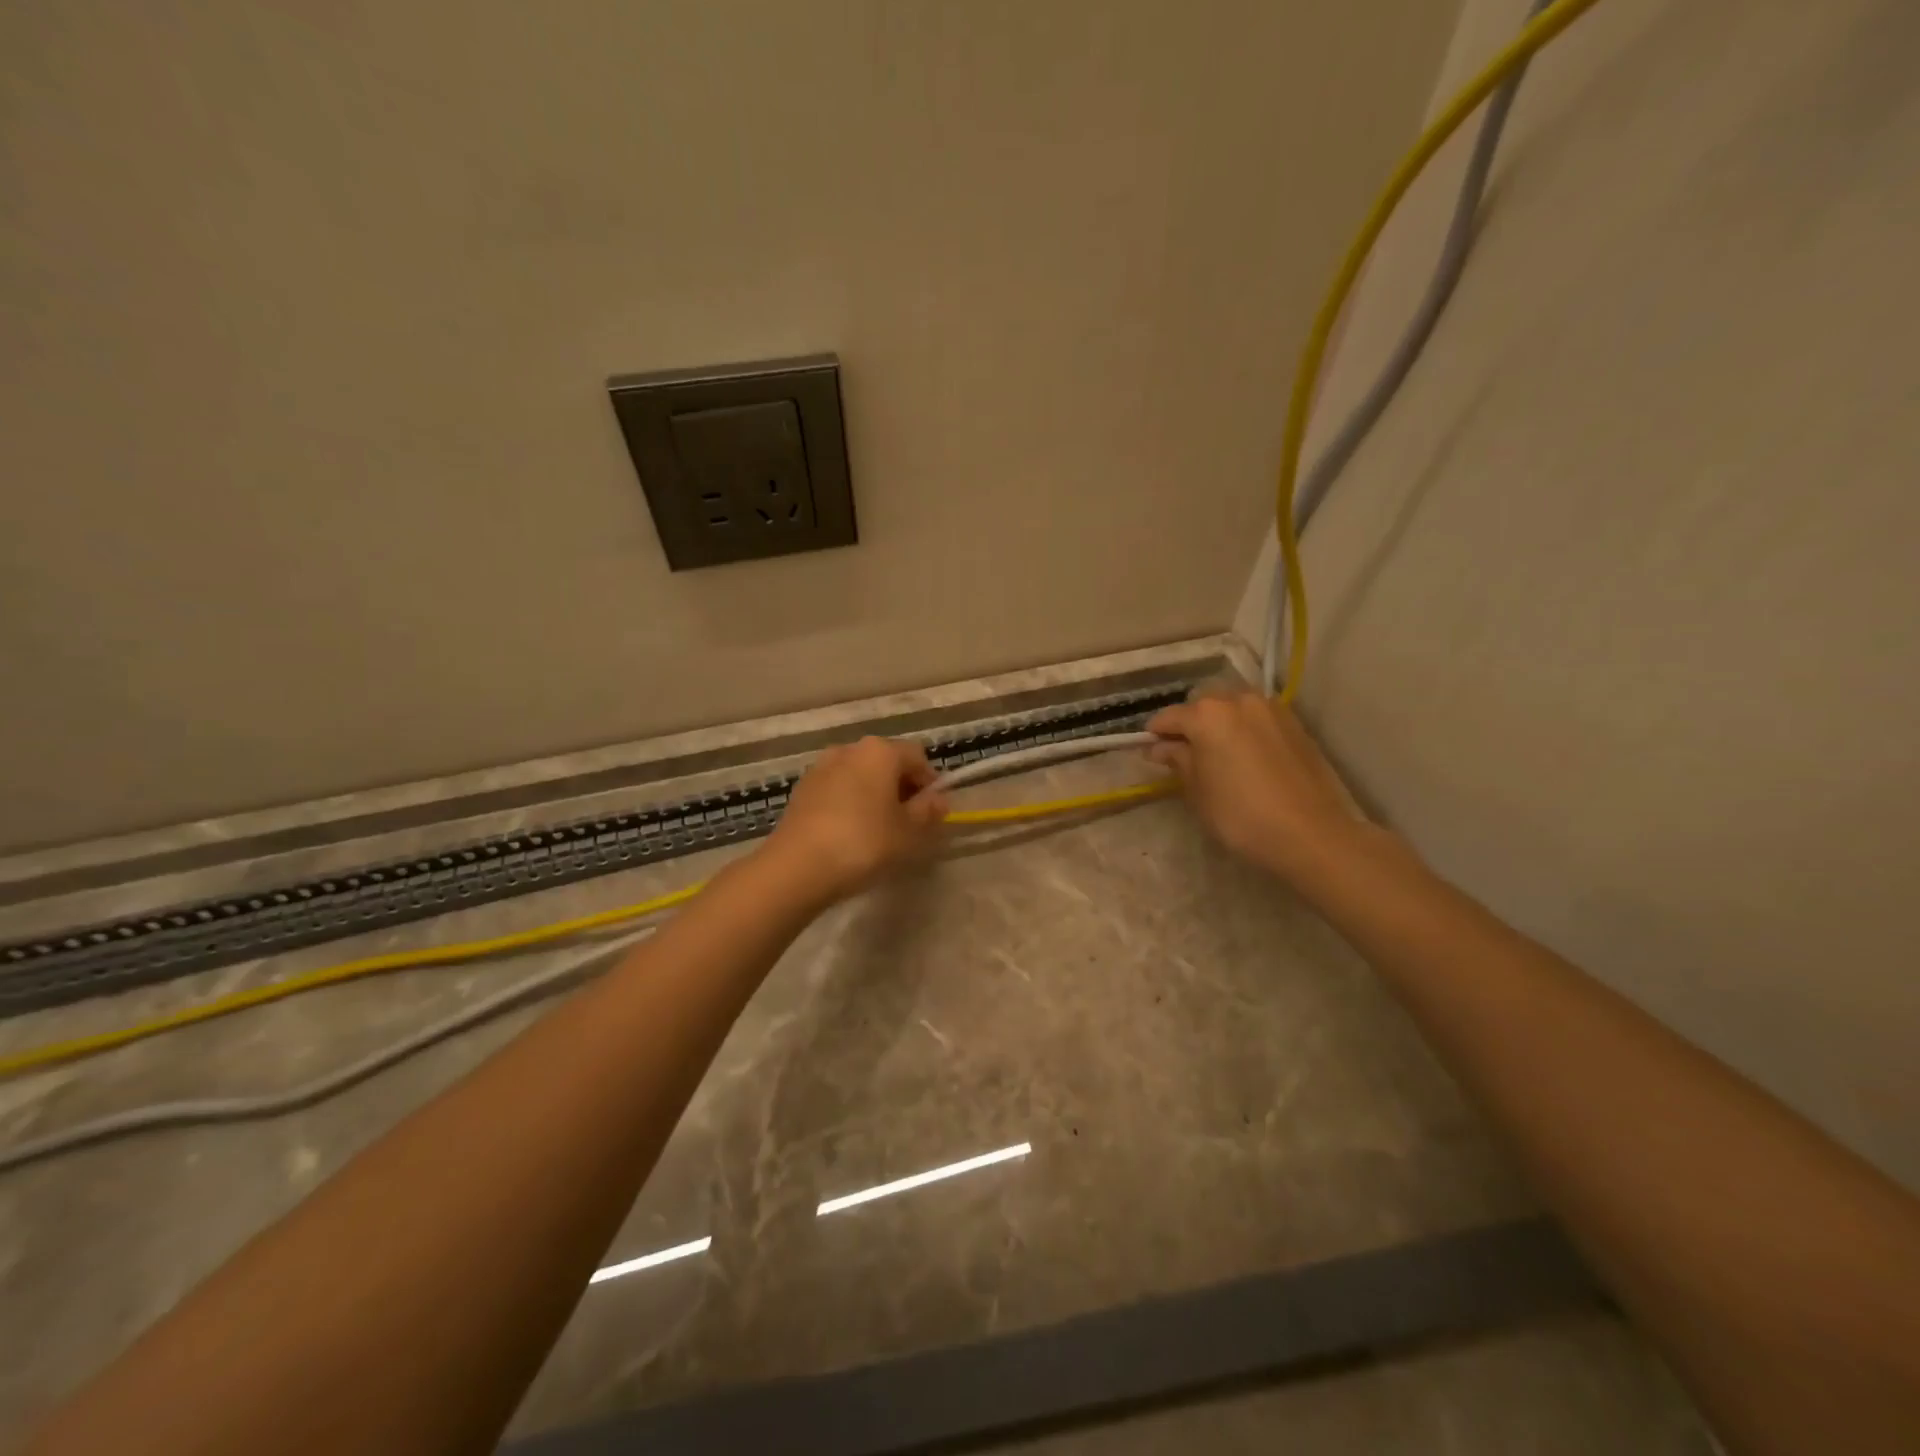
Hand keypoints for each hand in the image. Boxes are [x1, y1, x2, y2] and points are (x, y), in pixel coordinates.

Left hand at [762, 736, 948, 904]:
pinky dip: (850, 803)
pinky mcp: (802, 789)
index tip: (933, 812)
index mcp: (880, 751)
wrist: (797, 867)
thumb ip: (927, 811)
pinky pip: (838, 789)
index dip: (930, 782)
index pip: (917, 757)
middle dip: (902, 788)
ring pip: (860, 776)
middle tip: (910, 823)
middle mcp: (849, 749)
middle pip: (886, 762)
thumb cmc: (863, 843)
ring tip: (880, 830)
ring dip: (875, 795)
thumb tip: (939, 799)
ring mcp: (821, 767)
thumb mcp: (908, 832)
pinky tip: (851, 833)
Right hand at [1146, 692, 1364, 878]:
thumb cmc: (1240, 815)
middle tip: (1184, 753)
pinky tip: (1245, 756)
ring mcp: (1271, 709)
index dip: (1155, 734)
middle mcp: (1238, 700)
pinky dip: (1244, 729)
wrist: (1310, 833)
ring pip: (1233, 706)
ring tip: (1217, 753)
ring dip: (1219, 722)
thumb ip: (1178, 761)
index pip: (1169, 717)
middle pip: (1202, 704)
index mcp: (1207, 715)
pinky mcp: (1294, 724)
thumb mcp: (1197, 791)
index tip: (1150, 752)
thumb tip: (1161, 748)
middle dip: (1189, 723)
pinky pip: (1257, 717)